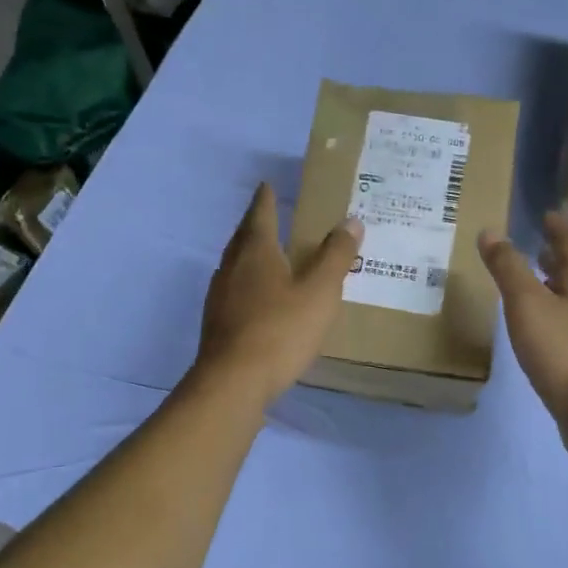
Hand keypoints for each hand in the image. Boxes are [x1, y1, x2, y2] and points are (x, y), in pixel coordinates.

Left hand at [196, 183, 362, 403]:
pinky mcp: (217, 323)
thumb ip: (336, 255)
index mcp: (255, 252)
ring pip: (235, 264)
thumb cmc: (280, 330)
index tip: (268, 184)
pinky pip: (234, 290)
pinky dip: (247, 283)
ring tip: (267, 254)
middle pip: (243, 237)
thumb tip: (351, 220)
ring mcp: (219, 296)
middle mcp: (232, 267)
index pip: (260, 214)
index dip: (266, 198)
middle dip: (255, 224)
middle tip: (269, 214)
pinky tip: (258, 298)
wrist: (234, 382)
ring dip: (250, 254)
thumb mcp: (319, 291)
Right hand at [479, 212, 567, 454]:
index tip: (547, 214)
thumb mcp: (527, 304)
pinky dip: (558, 318)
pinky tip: (543, 331)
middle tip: (538, 246)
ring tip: (536, 286)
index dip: (558, 228)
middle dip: (558, 258)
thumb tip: (491, 231)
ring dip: (559, 289)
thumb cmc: (566, 352)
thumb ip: (508, 268)